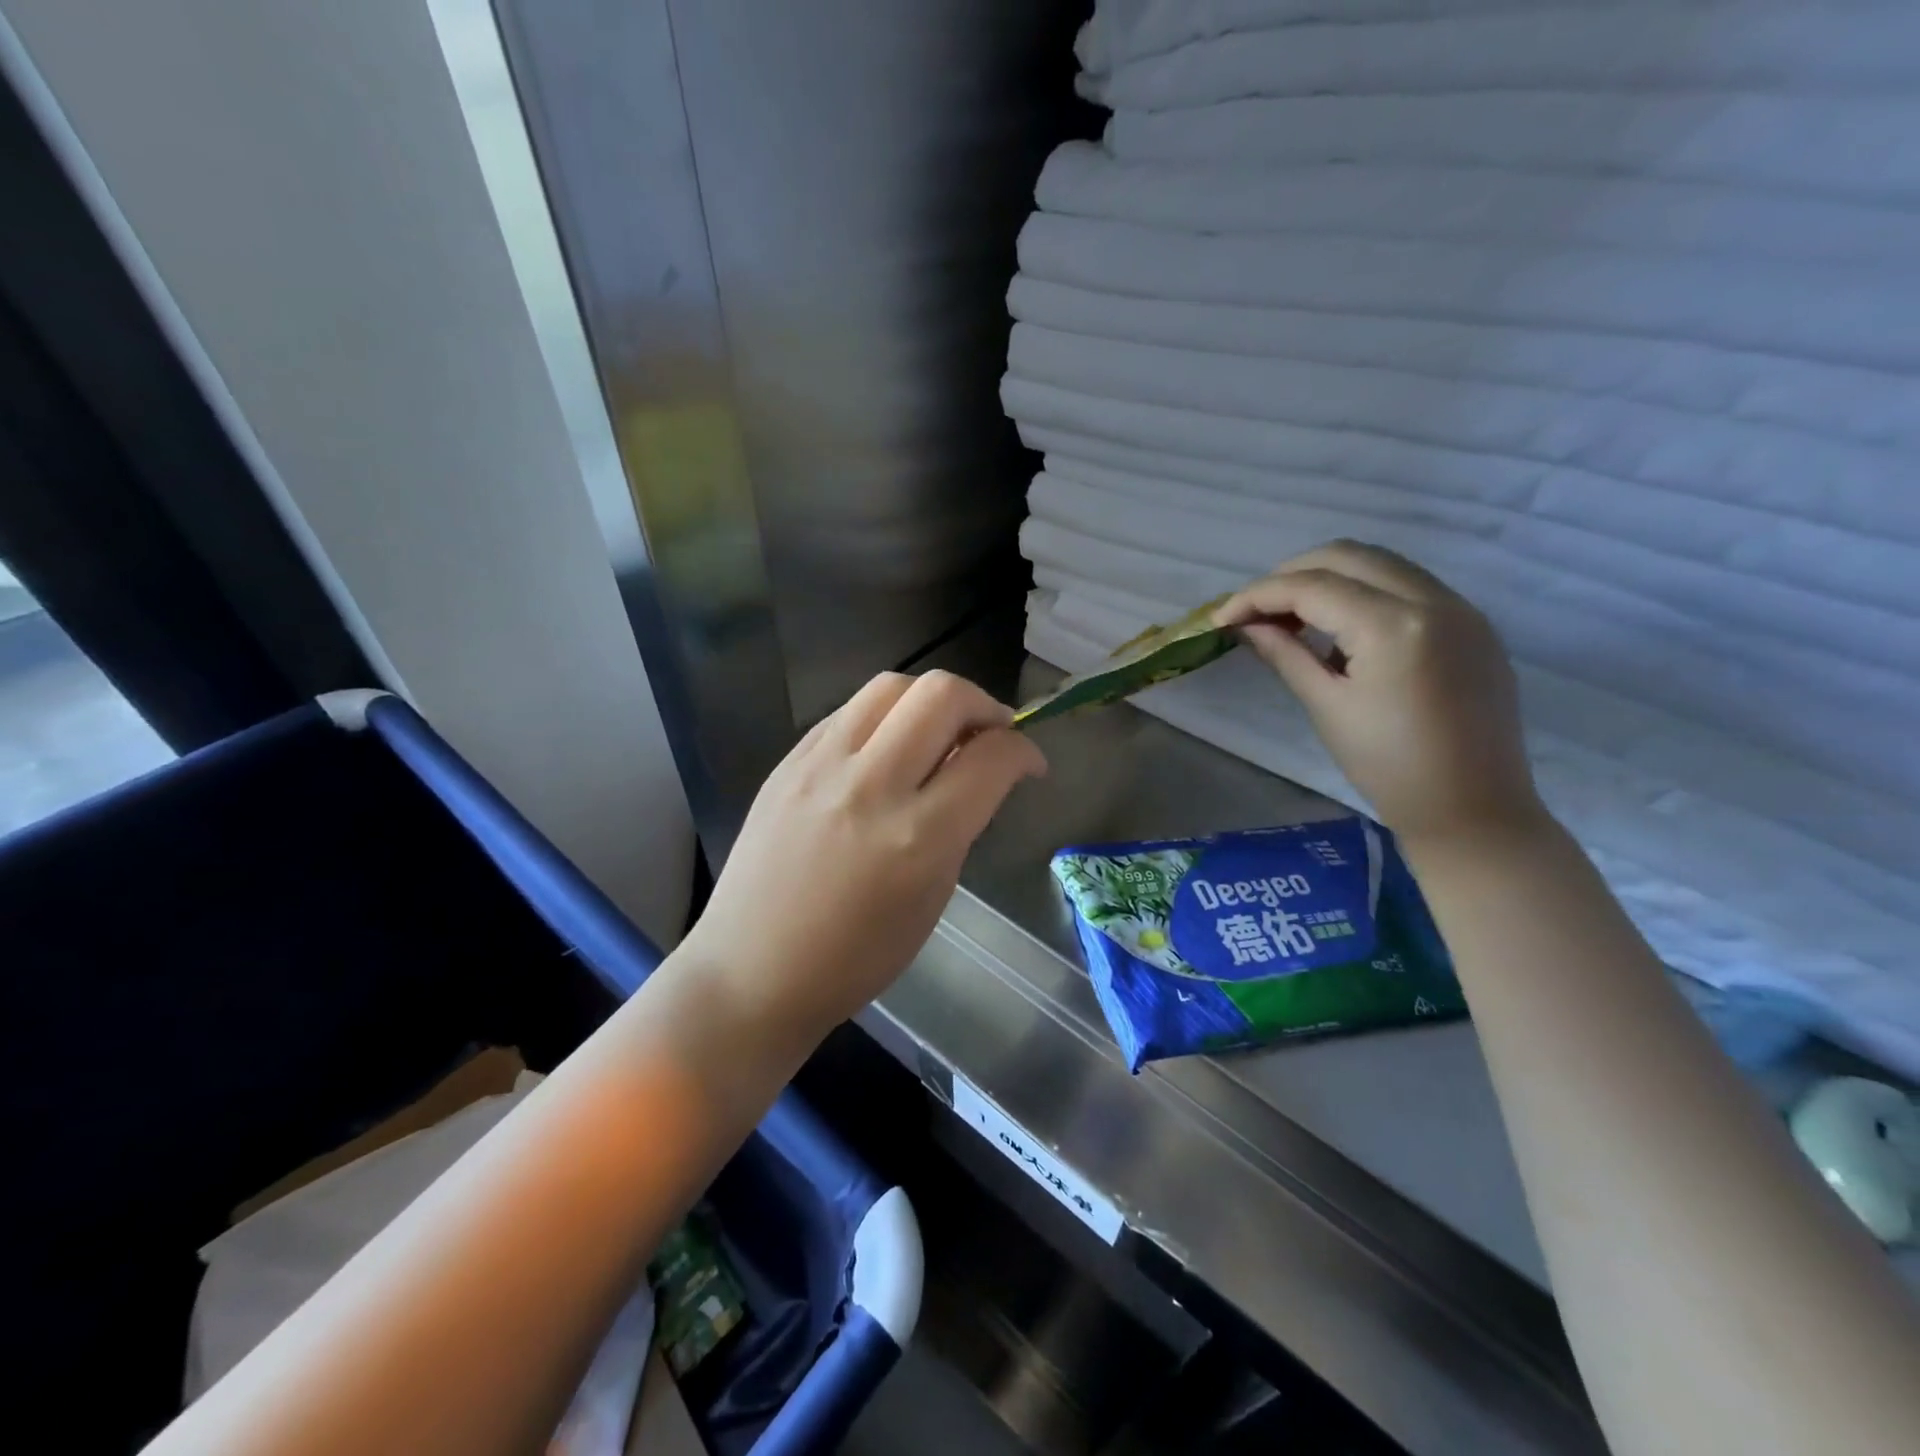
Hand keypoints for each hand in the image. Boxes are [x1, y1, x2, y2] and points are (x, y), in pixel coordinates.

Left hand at [686, 671, 1046, 1038]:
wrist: (752, 969)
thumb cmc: (856, 957)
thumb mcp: (932, 897)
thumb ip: (960, 825)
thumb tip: (976, 774)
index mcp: (918, 836)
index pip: (991, 757)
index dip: (1025, 751)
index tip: (1029, 763)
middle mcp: (871, 785)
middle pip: (942, 694)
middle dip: (984, 705)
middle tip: (988, 736)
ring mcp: (821, 765)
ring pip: (892, 685)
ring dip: (931, 700)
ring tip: (936, 733)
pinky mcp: (788, 761)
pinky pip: (849, 711)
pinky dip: (884, 718)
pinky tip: (886, 749)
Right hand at [1214, 540, 1541, 843]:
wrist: (1474, 810)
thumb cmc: (1389, 767)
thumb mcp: (1327, 707)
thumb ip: (1284, 654)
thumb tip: (1246, 625)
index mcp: (1394, 626)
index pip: (1312, 586)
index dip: (1257, 595)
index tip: (1221, 617)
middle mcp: (1434, 600)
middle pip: (1348, 555)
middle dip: (1291, 574)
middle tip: (1256, 611)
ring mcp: (1461, 608)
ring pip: (1381, 563)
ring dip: (1329, 578)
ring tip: (1293, 618)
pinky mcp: (1473, 624)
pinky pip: (1408, 586)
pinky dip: (1365, 593)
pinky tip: (1343, 633)